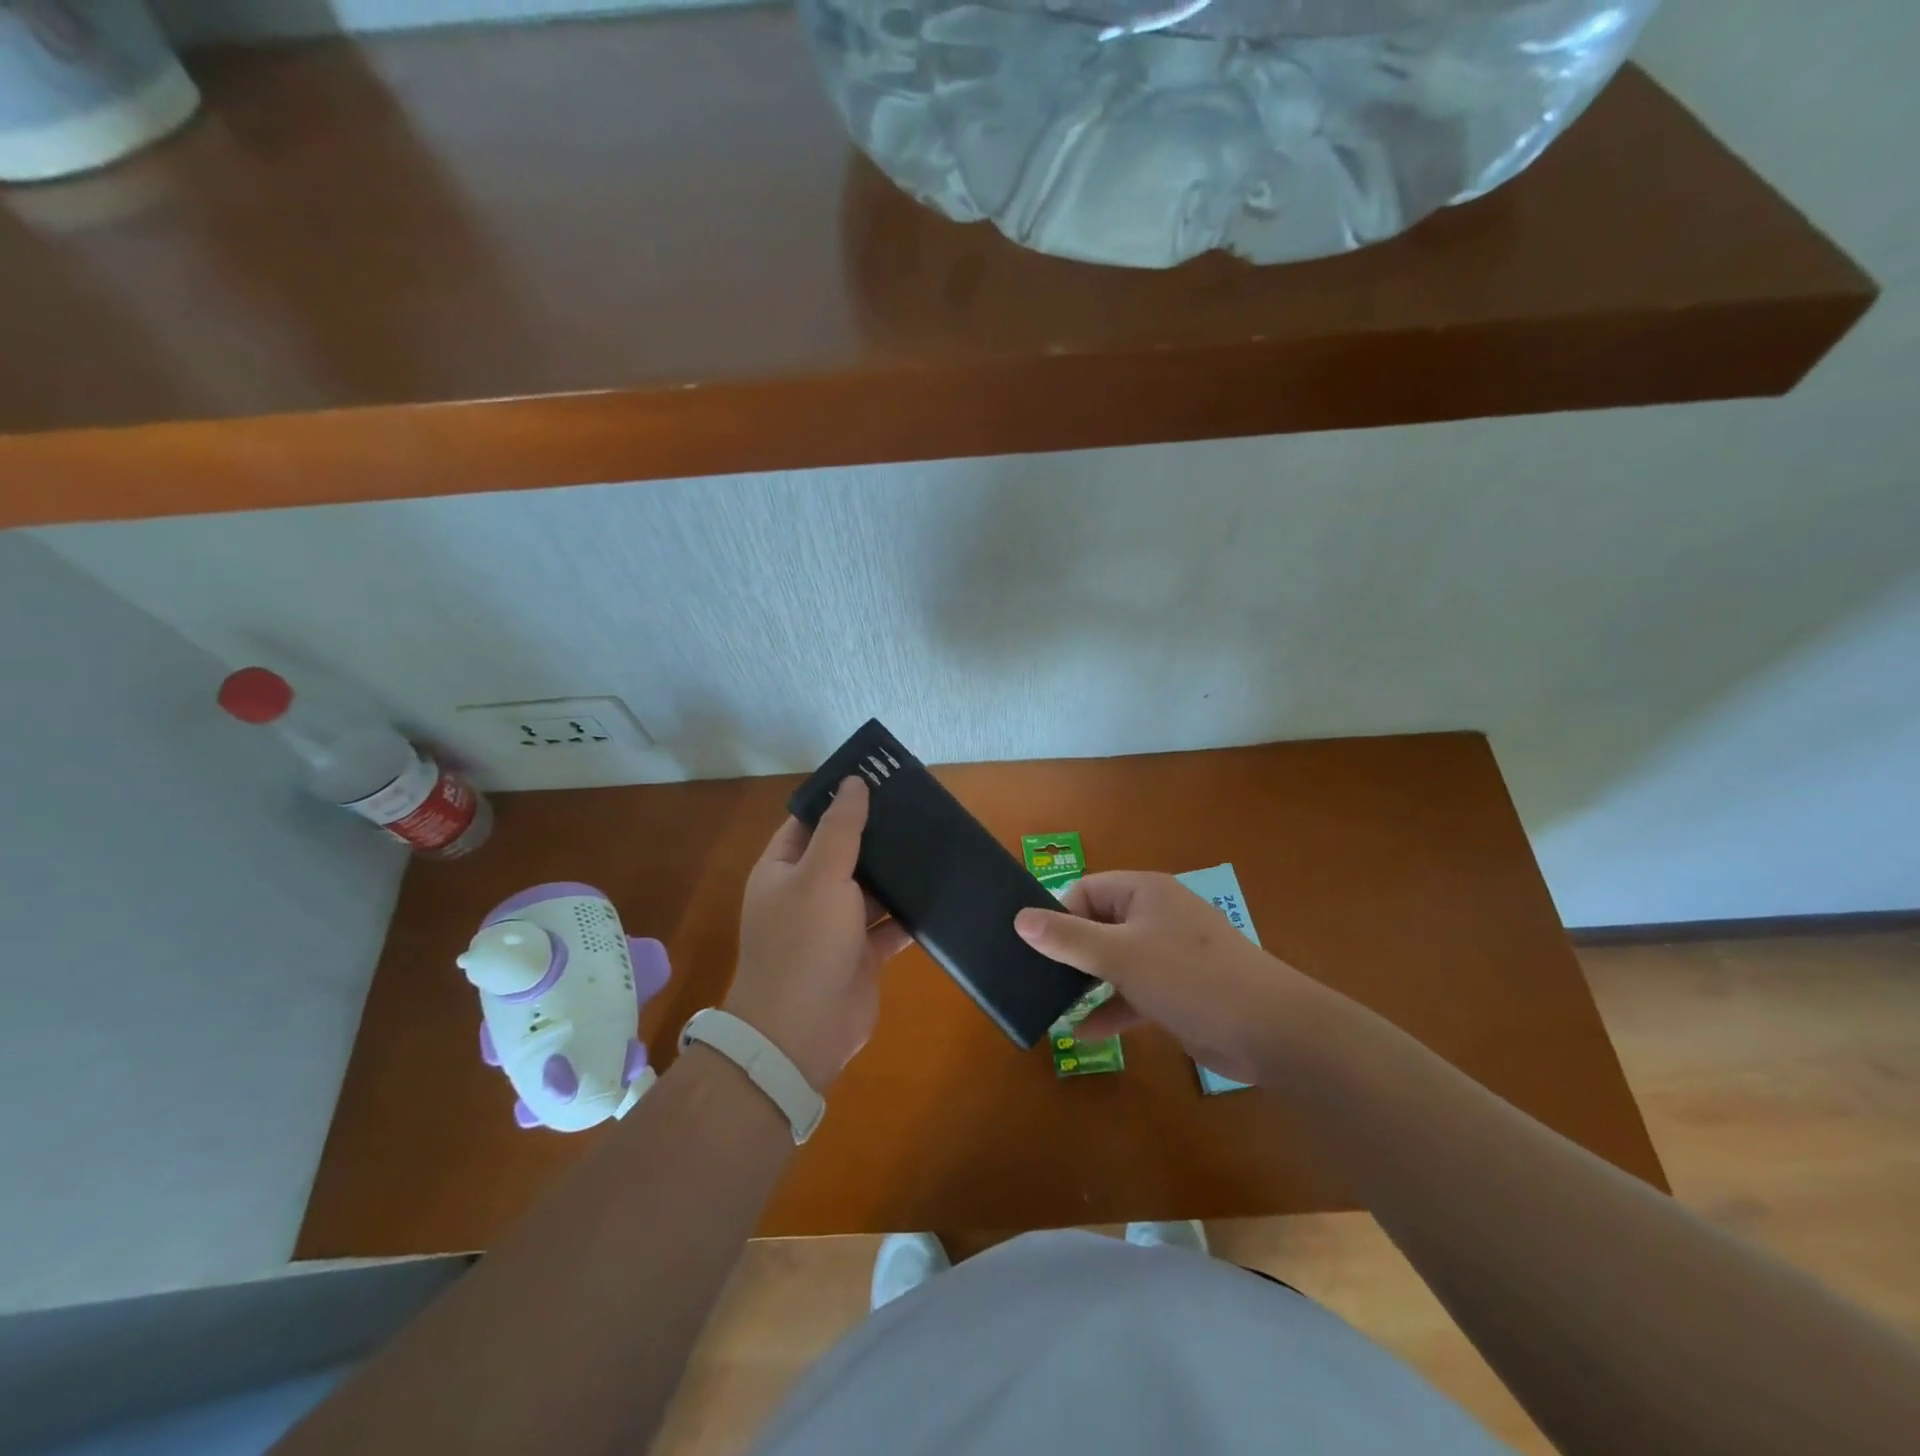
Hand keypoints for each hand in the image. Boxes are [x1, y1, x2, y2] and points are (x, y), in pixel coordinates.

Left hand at [725, 776, 911, 1089]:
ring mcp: (835, 926)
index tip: (877, 778)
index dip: (838, 800)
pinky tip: (939, 890)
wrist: (802, 1035)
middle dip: (876, 834)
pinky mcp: (862, 954)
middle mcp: (807, 893)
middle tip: (917, 806)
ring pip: (870, 888)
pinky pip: (889, 923)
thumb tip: (854, 783)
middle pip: (844, 853)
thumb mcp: (820, 875)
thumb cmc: (804, 944)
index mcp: (784, 869)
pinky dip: (910, 911)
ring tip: (935, 840)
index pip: (809, 822)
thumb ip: (841, 829)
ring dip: (896, 872)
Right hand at [1014, 871, 1313, 1084]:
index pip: (1086, 890)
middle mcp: (1155, 916)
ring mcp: (1168, 954)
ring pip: (1114, 960)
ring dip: (1086, 982)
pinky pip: (1133, 991)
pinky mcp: (1177, 989)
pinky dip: (1111, 1007)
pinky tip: (1083, 1032)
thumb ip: (1068, 939)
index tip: (1038, 950)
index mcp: (1143, 892)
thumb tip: (1020, 919)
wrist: (1270, 1031)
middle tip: (1035, 979)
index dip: (1059, 916)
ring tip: (1050, 1006)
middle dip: (1069, 953)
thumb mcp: (1120, 956)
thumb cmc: (1190, 978)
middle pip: (1098, 925)